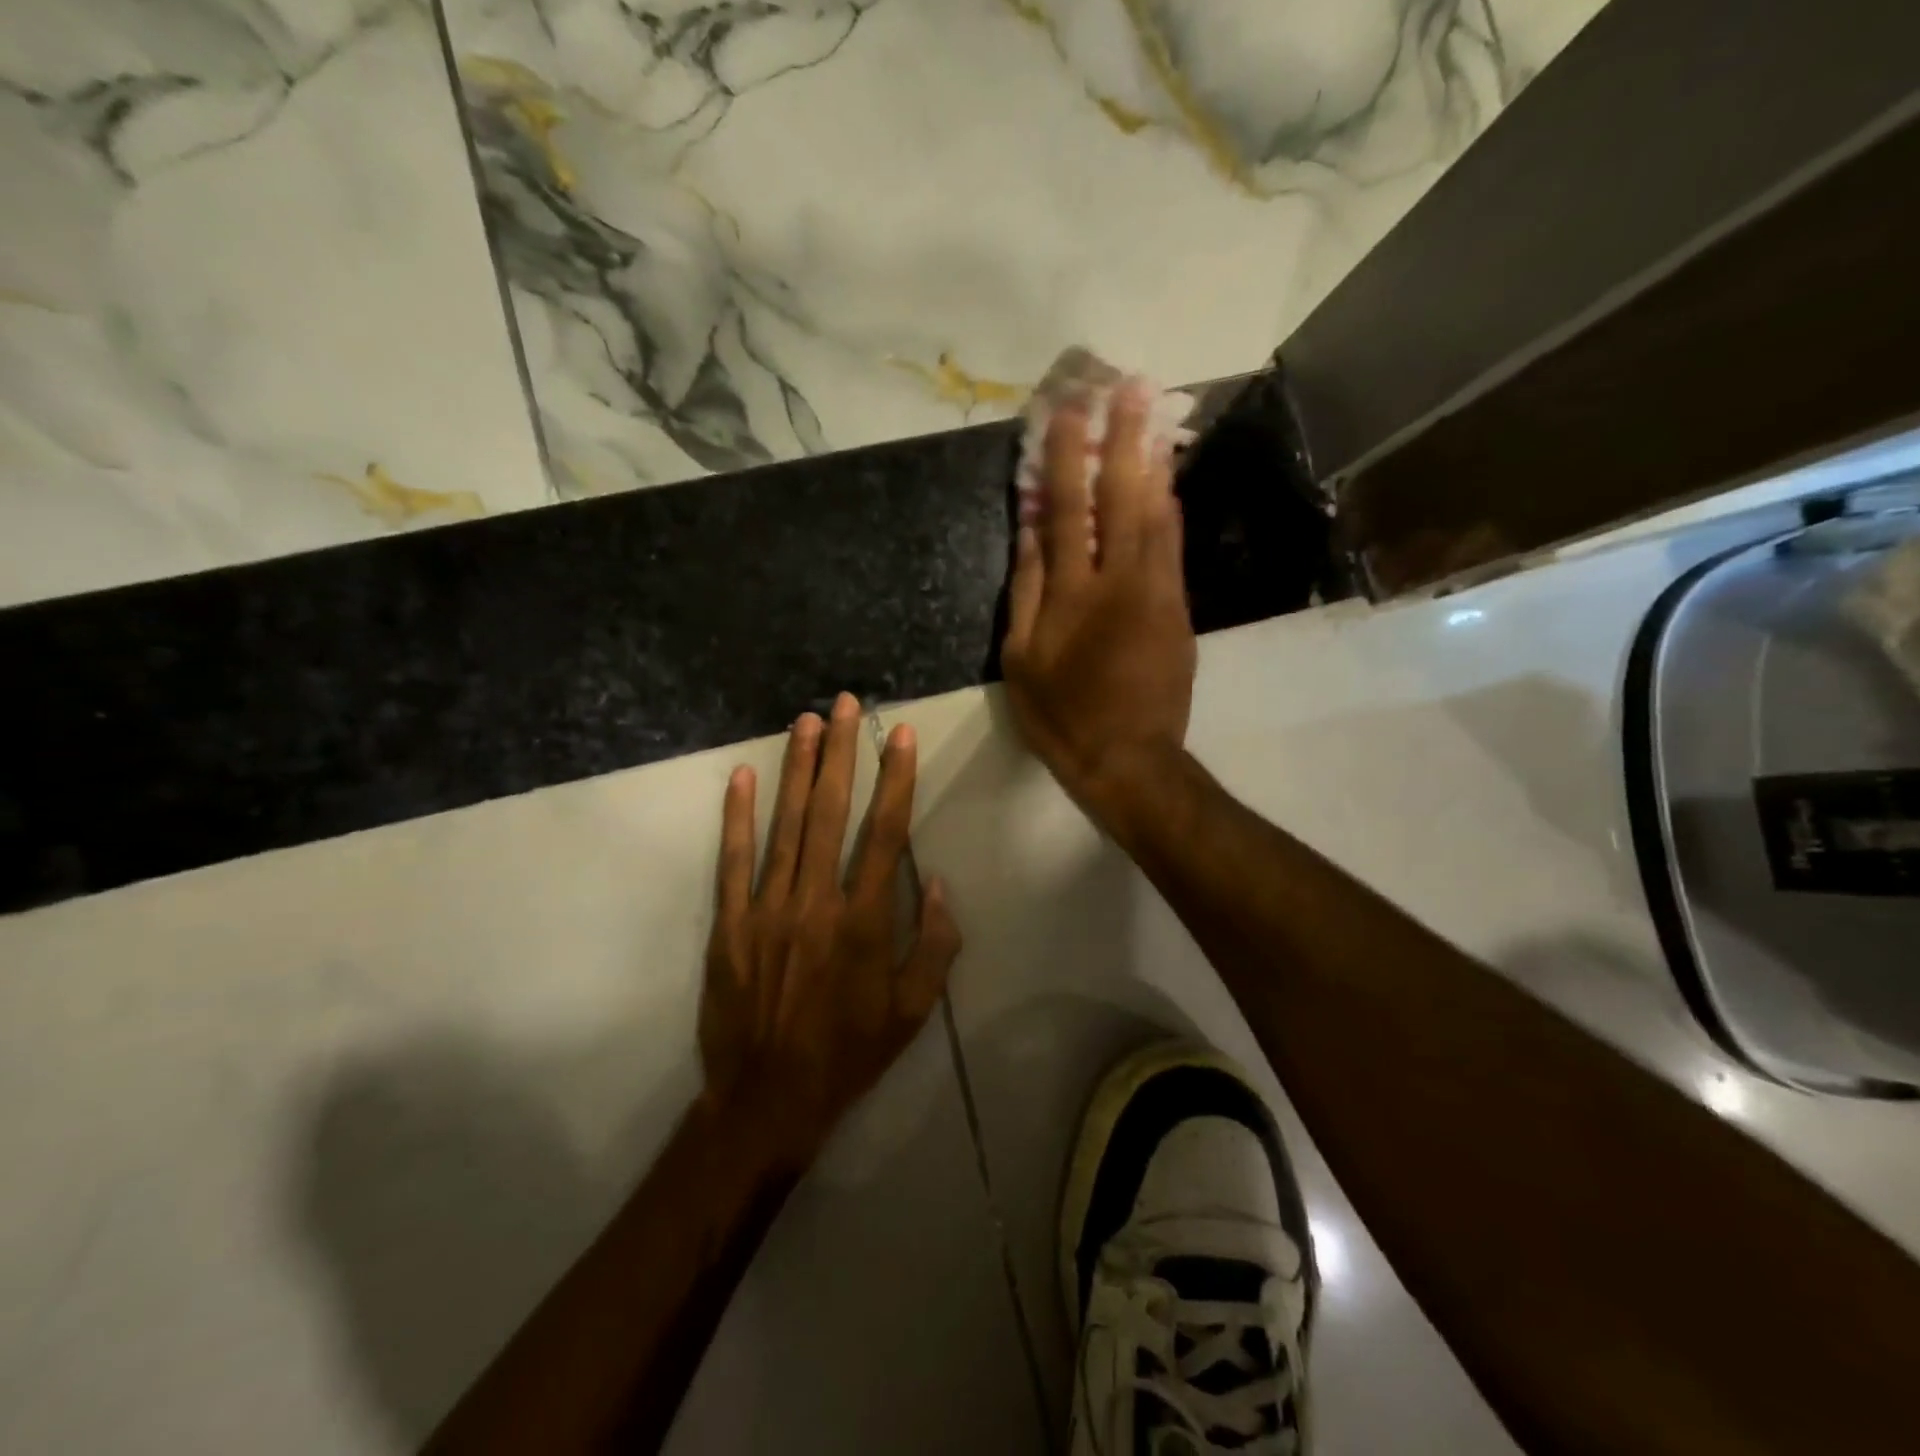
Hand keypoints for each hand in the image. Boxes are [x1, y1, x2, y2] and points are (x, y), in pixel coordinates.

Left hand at [699, 692, 961, 1170]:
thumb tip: (936, 882)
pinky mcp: (730, 923)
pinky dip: (737, 817)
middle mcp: (817, 903)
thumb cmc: (849, 1053)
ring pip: (784, 825)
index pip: (885, 834)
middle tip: (845, 704)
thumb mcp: (913, 1011)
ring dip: (797, 769)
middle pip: (830, 813)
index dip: (895, 780)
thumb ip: (935, 944)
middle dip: (841, 753)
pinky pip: (734, 861)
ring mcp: (767, 910)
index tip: (900, 736)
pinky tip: (743, 777)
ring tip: (805, 721)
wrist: (767, 1100)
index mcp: (865, 922)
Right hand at [1002, 378, 1196, 823]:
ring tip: (1154, 419)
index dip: (1067, 456)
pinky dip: (1168, 509)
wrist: (1130, 759)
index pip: (1068, 509)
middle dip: (1125, 438)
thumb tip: (1030, 530)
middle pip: (1125, 496)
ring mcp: (1159, 593)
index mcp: (1074, 593)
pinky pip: (1173, 546)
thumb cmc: (1062, 715)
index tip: (1069, 409)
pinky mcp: (1180, 610)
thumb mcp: (1022, 660)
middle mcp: (1122, 580)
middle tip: (1132, 385)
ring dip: (1154, 463)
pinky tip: (1164, 485)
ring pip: (1160, 515)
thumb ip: (1027, 590)